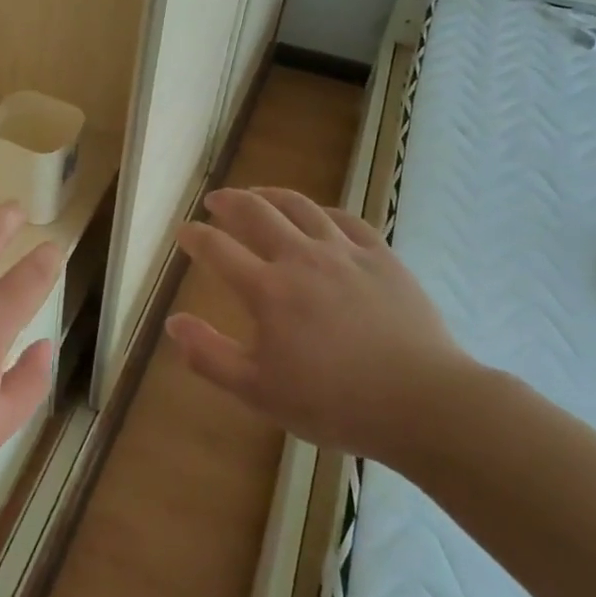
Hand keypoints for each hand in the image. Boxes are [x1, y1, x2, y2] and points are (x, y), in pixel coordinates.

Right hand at [166, 187, 478, 462]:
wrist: (422, 402)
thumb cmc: (333, 403)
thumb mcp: (259, 392)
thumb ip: (210, 356)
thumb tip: (173, 323)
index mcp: (268, 290)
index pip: (218, 250)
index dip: (196, 237)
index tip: (184, 231)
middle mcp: (301, 258)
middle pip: (256, 213)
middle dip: (230, 202)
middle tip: (215, 200)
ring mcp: (345, 253)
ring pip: (300, 206)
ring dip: (271, 194)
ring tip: (257, 193)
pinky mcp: (381, 257)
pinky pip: (346, 219)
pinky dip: (322, 211)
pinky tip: (317, 215)